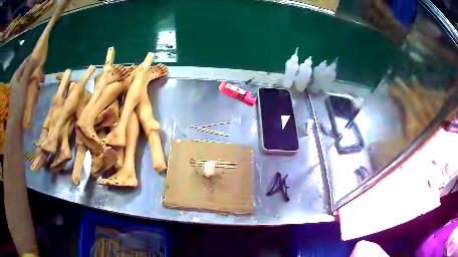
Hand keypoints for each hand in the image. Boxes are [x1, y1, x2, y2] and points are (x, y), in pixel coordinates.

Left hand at [8, 57, 38, 121]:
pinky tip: (36, 91)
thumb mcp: (23, 84)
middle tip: (42, 73)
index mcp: (16, 76)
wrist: (15, 125)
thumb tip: (38, 55)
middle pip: (27, 70)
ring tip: (40, 83)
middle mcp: (17, 81)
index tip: (41, 54)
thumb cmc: (18, 103)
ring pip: (28, 79)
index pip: (25, 62)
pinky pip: (28, 87)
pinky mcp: (21, 97)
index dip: (33, 57)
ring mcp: (18, 89)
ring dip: (34, 79)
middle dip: (35, 70)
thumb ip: (29, 68)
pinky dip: (32, 87)